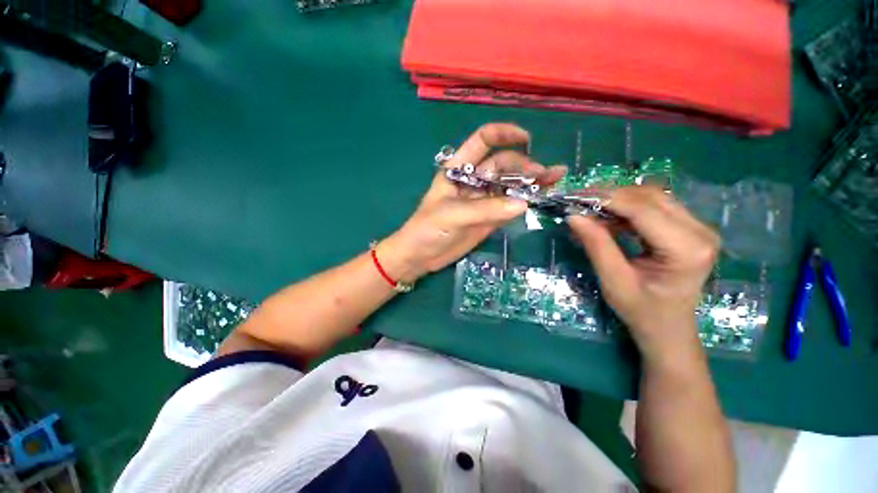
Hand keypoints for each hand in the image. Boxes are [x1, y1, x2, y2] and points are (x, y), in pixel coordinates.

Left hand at [378, 123, 565, 281]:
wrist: (420, 257)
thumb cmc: (426, 229)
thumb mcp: (452, 215)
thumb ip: (485, 209)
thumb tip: (522, 203)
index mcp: (458, 169)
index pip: (482, 141)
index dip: (503, 134)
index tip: (526, 139)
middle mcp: (473, 180)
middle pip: (502, 164)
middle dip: (524, 164)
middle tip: (544, 174)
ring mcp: (482, 199)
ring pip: (509, 184)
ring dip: (530, 181)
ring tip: (555, 179)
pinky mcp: (488, 217)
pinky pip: (509, 206)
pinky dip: (525, 201)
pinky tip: (540, 198)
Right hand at [567, 187, 719, 362]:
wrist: (668, 328)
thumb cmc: (642, 311)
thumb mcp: (613, 281)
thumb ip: (596, 245)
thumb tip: (573, 216)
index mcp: (687, 249)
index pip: (643, 210)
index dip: (607, 200)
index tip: (575, 198)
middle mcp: (700, 231)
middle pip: (650, 197)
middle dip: (610, 196)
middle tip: (578, 202)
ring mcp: (697, 228)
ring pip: (652, 197)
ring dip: (618, 200)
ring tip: (590, 210)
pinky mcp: (689, 228)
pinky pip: (655, 206)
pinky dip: (627, 208)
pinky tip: (608, 218)